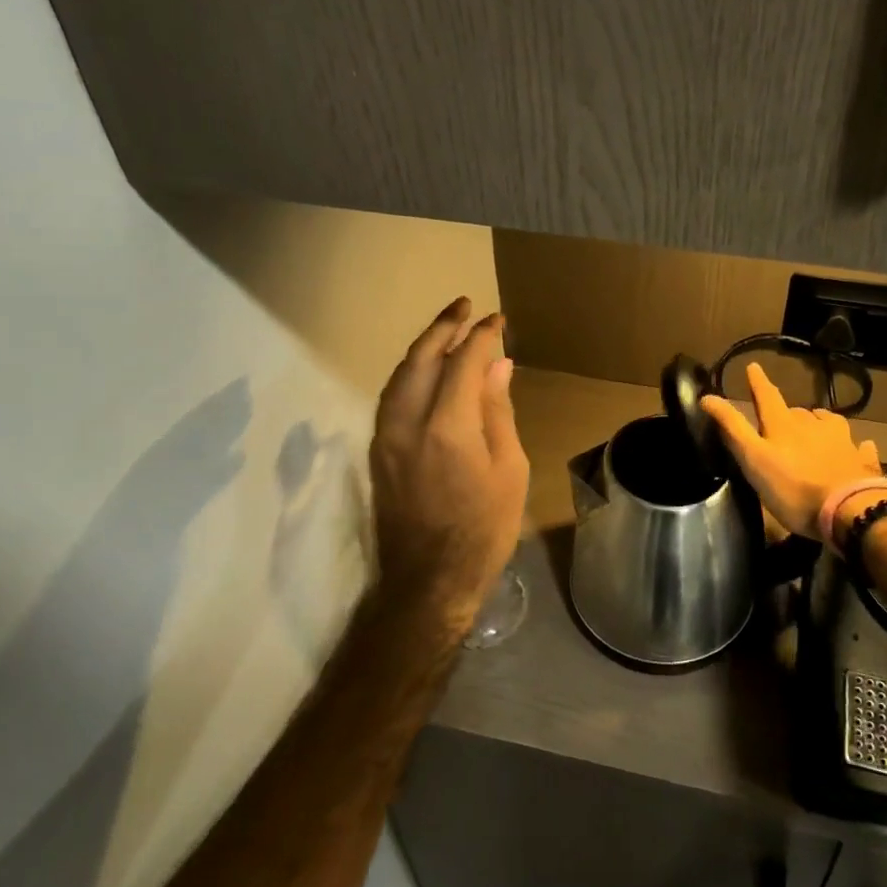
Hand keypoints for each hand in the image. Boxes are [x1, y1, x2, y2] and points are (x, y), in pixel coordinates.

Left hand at [370, 297, 530, 636]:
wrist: (428, 581)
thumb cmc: (483, 529)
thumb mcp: (509, 470)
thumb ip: (497, 411)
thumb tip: (497, 365)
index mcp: (447, 427)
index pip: (462, 362)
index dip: (481, 336)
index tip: (498, 320)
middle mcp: (407, 422)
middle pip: (421, 358)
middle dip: (443, 326)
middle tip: (465, 305)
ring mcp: (385, 436)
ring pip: (399, 375)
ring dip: (422, 347)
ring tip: (446, 329)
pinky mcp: (377, 451)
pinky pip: (391, 396)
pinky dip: (409, 373)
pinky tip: (425, 370)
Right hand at [700, 362, 881, 540]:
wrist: (850, 511)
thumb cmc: (794, 489)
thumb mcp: (754, 459)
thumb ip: (733, 428)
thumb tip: (707, 397)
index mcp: (784, 425)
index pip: (767, 397)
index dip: (758, 382)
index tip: (753, 366)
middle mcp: (814, 426)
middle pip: (797, 412)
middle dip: (787, 411)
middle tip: (780, 418)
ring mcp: (841, 442)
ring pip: (828, 422)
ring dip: (819, 421)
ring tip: (815, 425)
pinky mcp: (861, 461)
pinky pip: (859, 446)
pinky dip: (855, 444)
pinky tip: (860, 446)